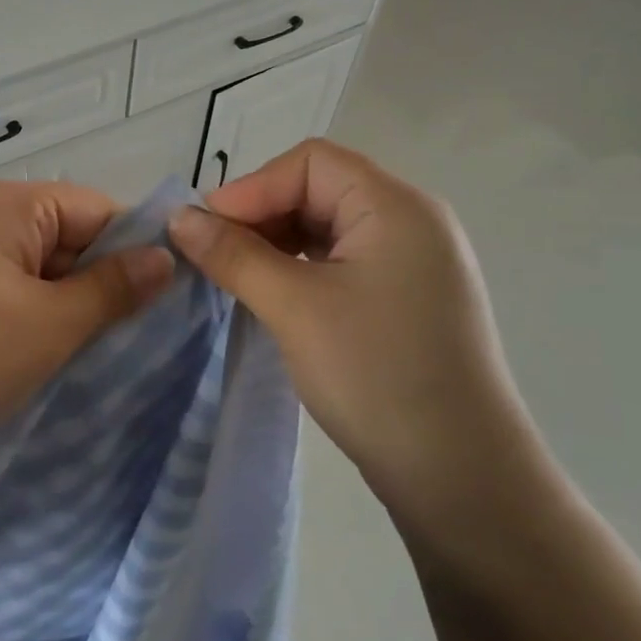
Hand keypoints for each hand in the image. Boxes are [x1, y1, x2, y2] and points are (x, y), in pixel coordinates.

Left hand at [0, 178, 174, 482]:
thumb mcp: (49, 327)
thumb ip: (114, 288)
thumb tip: (166, 257)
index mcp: (4, 202)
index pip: (97, 209)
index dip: (133, 253)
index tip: (158, 307)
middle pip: (66, 236)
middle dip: (94, 285)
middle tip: (117, 342)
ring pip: (36, 268)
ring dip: (60, 307)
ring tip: (72, 354)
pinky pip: (3, 288)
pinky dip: (26, 317)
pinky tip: (29, 356)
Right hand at [167, 139, 540, 525]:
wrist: (461, 477)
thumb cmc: (376, 375)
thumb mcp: (294, 307)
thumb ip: (233, 255)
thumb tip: (178, 217)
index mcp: (395, 207)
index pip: (311, 163)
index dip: (252, 188)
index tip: (206, 230)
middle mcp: (411, 223)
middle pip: (320, 190)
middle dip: (261, 216)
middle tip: (214, 257)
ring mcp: (413, 265)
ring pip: (328, 229)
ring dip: (276, 245)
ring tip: (236, 278)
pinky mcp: (406, 302)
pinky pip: (342, 264)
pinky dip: (301, 271)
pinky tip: (273, 298)